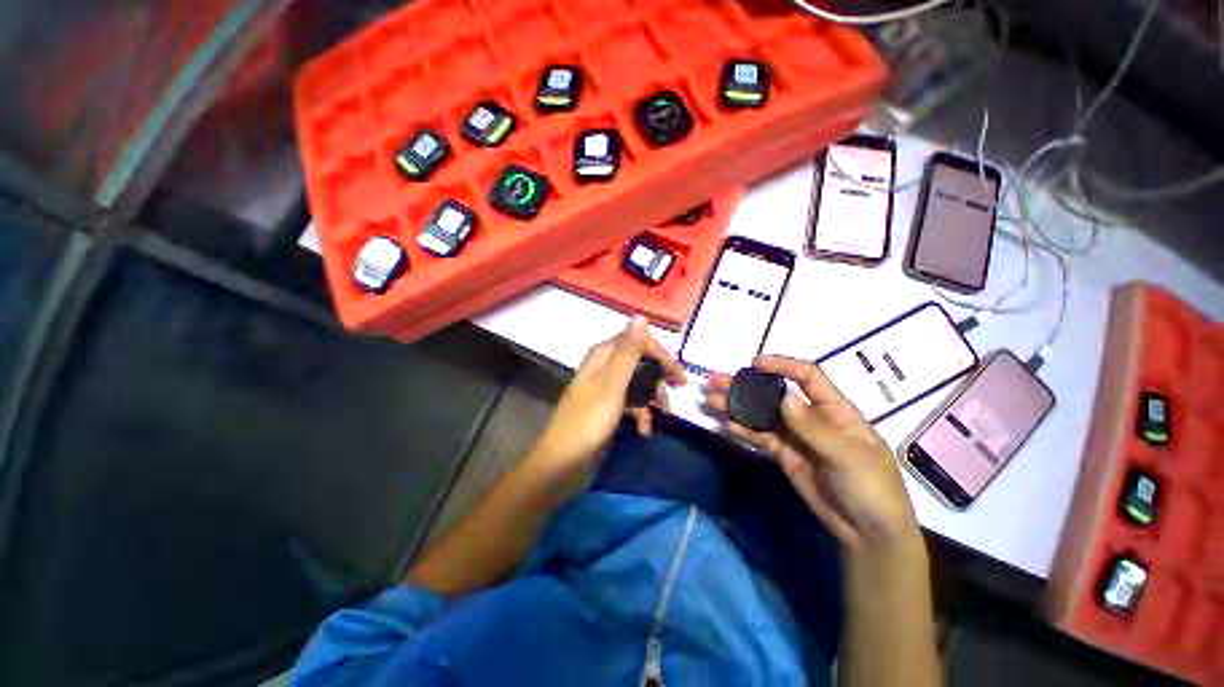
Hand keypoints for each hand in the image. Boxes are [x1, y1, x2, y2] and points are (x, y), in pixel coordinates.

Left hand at [532, 316, 684, 475]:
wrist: (564, 462)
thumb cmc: (589, 420)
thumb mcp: (612, 383)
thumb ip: (628, 351)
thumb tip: (640, 316)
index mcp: (603, 355)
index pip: (637, 341)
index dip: (659, 353)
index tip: (677, 372)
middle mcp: (604, 367)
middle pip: (640, 362)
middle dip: (659, 376)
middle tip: (678, 390)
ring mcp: (606, 389)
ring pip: (638, 383)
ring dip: (652, 397)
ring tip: (664, 414)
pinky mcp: (608, 408)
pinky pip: (631, 403)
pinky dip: (641, 414)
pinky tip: (644, 429)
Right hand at [705, 355, 918, 551]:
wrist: (869, 533)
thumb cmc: (872, 488)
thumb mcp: (848, 457)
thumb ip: (814, 428)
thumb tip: (784, 396)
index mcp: (834, 410)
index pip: (808, 377)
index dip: (782, 366)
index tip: (755, 364)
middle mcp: (810, 417)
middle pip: (774, 394)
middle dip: (746, 385)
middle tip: (716, 380)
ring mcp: (794, 436)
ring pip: (761, 415)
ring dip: (737, 406)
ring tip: (711, 399)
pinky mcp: (784, 454)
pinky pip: (760, 437)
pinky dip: (743, 430)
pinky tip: (726, 424)